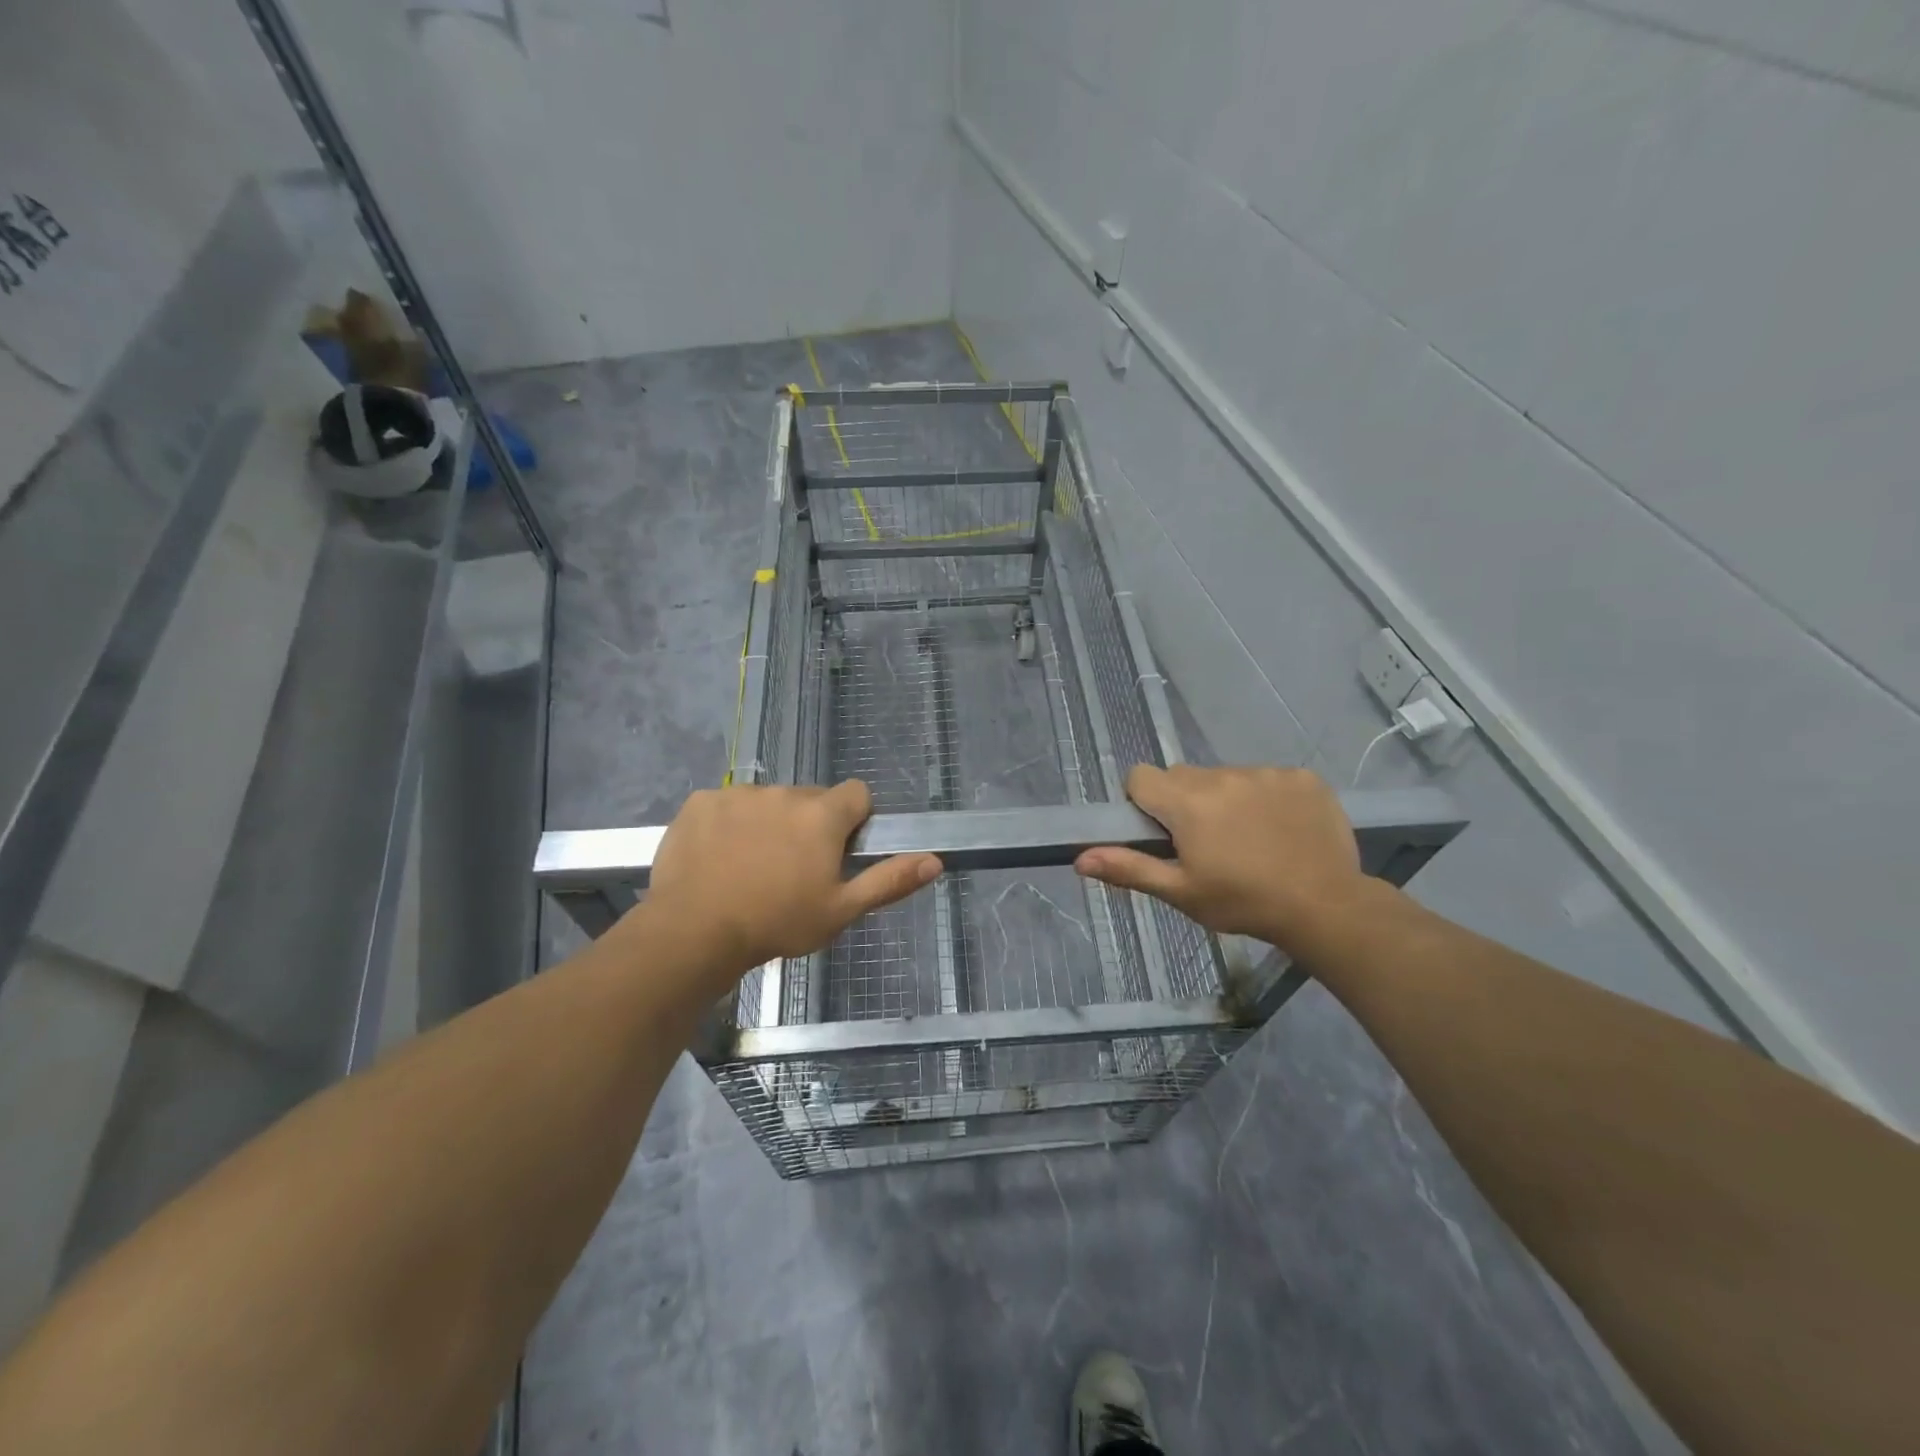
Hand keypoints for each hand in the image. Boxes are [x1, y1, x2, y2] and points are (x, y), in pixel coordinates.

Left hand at [645, 780, 940, 975]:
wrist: (694, 931)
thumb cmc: (777, 923)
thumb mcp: (841, 911)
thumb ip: (889, 881)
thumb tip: (935, 860)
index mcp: (823, 815)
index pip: (857, 794)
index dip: (854, 821)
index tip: (838, 852)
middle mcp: (785, 792)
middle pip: (810, 799)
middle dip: (809, 825)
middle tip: (792, 869)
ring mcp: (739, 794)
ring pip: (767, 802)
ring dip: (768, 823)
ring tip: (750, 868)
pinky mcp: (701, 801)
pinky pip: (726, 805)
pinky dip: (727, 824)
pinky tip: (716, 858)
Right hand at [1074, 764, 1366, 953]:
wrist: (1327, 906)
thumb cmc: (1243, 902)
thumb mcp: (1181, 892)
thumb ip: (1129, 869)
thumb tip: (1079, 859)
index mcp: (1186, 802)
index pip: (1141, 776)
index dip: (1143, 802)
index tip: (1162, 833)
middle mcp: (1221, 776)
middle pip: (1183, 776)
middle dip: (1184, 803)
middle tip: (1206, 844)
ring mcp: (1265, 773)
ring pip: (1226, 778)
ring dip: (1226, 800)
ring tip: (1250, 841)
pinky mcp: (1301, 777)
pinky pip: (1268, 779)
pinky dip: (1266, 799)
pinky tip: (1282, 831)